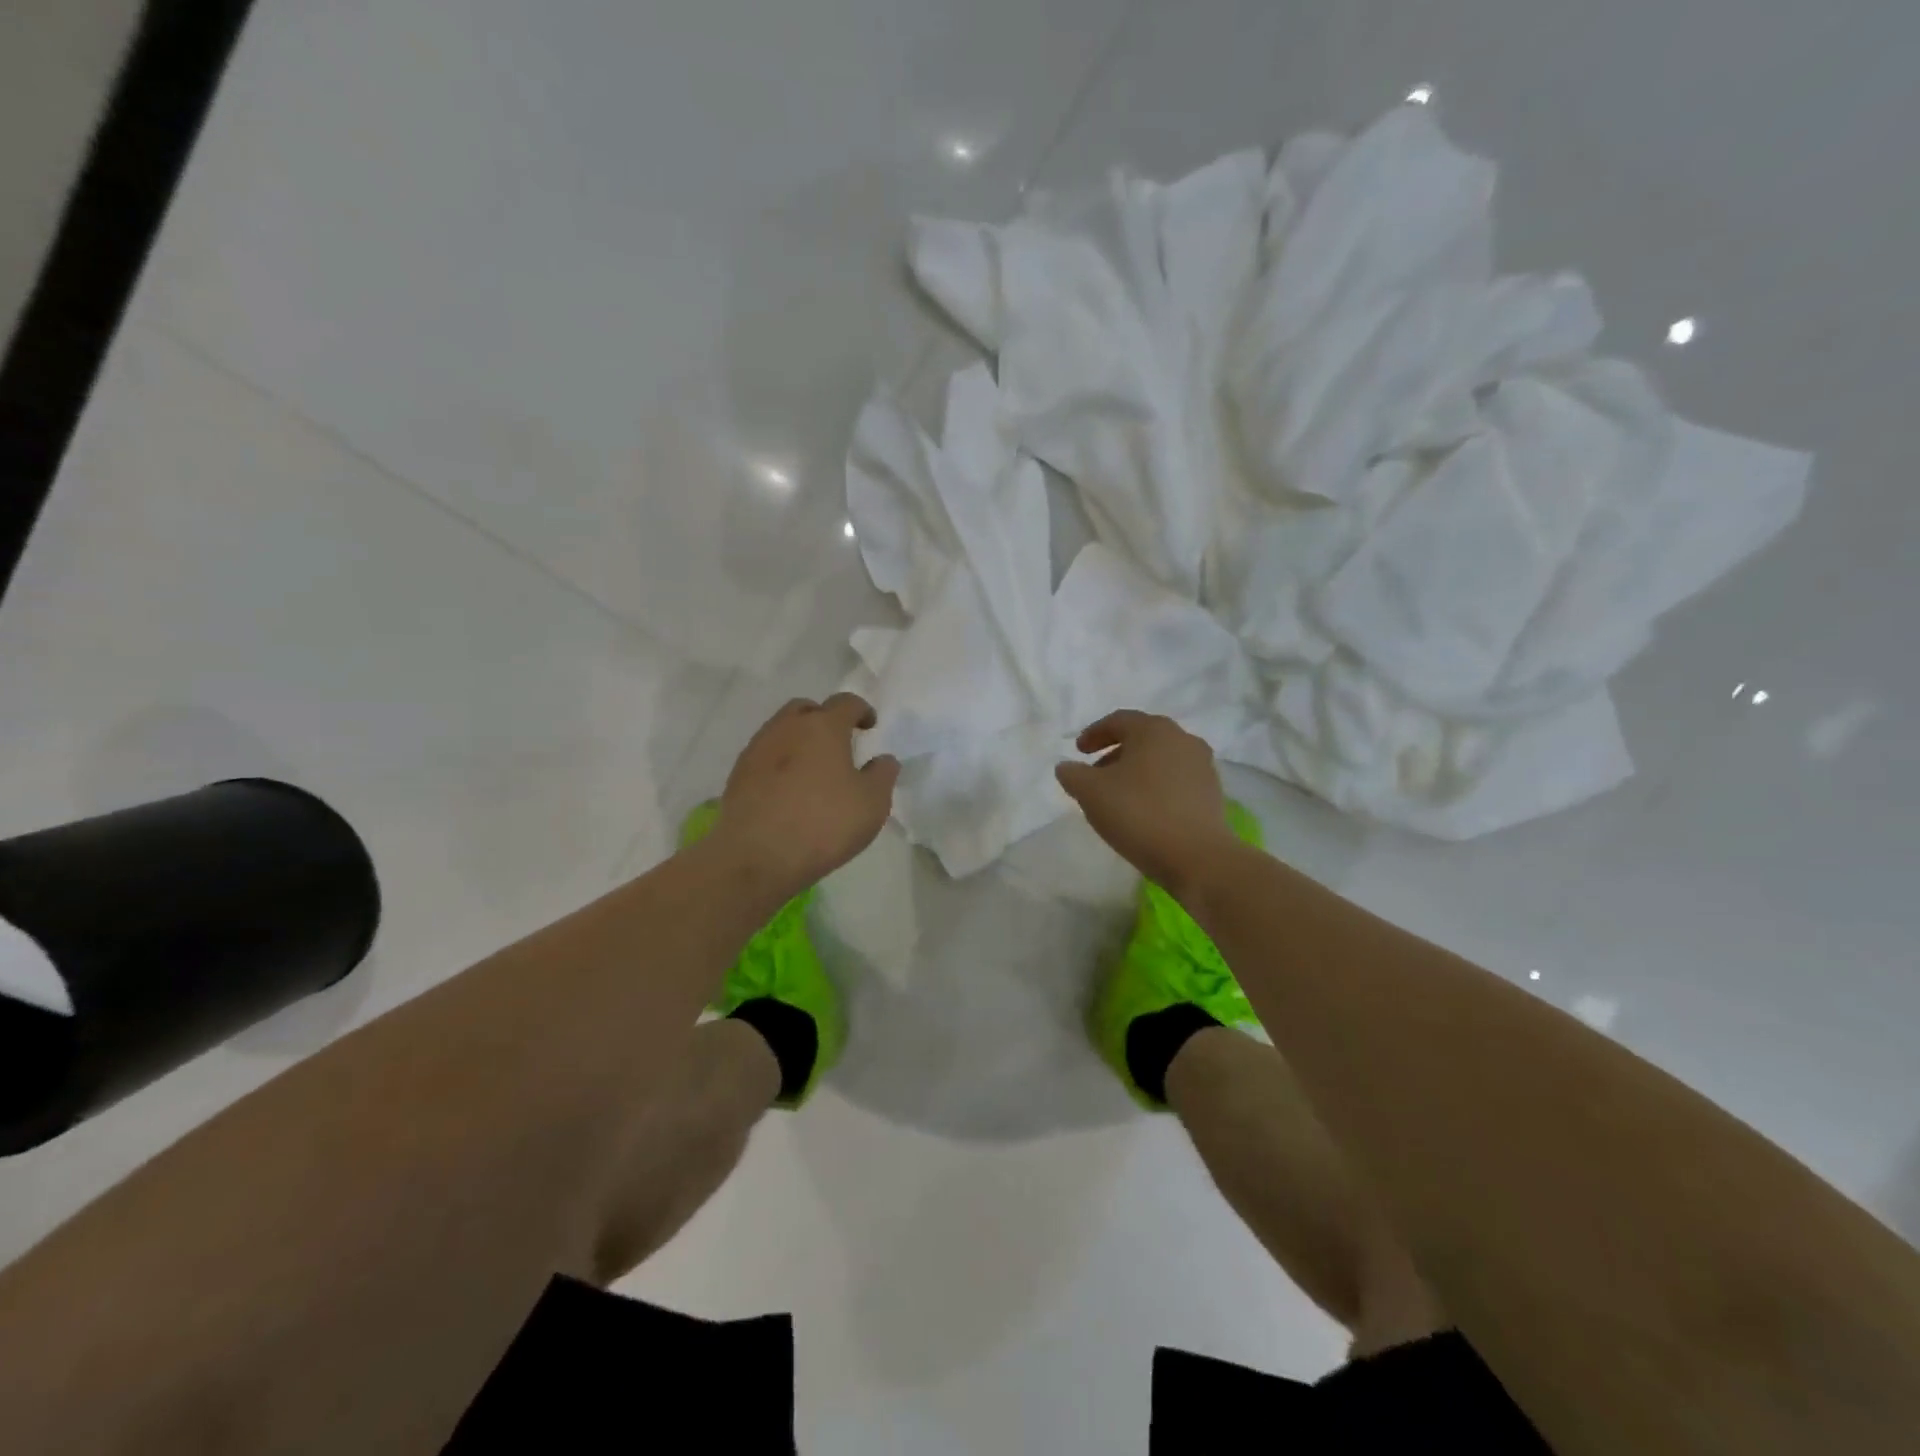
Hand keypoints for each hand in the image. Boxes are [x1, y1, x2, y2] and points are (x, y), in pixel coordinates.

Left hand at [712, 693, 898, 896]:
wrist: (756, 856)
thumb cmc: (823, 824)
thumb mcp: (872, 803)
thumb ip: (882, 775)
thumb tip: (883, 759)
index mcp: (823, 727)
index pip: (846, 703)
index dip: (861, 710)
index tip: (869, 726)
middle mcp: (787, 728)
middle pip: (807, 709)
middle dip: (824, 719)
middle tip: (838, 743)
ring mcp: (758, 749)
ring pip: (781, 730)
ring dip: (799, 740)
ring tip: (812, 768)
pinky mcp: (738, 774)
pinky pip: (765, 756)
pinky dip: (780, 762)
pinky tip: (788, 789)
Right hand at [1055, 710, 1236, 893]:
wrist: (1197, 857)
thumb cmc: (1139, 814)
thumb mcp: (1091, 793)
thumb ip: (1073, 775)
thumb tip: (1066, 767)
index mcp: (1153, 730)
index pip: (1118, 720)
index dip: (1094, 734)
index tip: (1078, 751)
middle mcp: (1182, 739)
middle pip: (1142, 738)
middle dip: (1115, 753)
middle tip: (1095, 773)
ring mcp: (1202, 765)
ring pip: (1160, 759)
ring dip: (1135, 770)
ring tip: (1117, 795)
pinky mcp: (1212, 792)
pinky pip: (1175, 779)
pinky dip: (1155, 786)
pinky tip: (1144, 810)